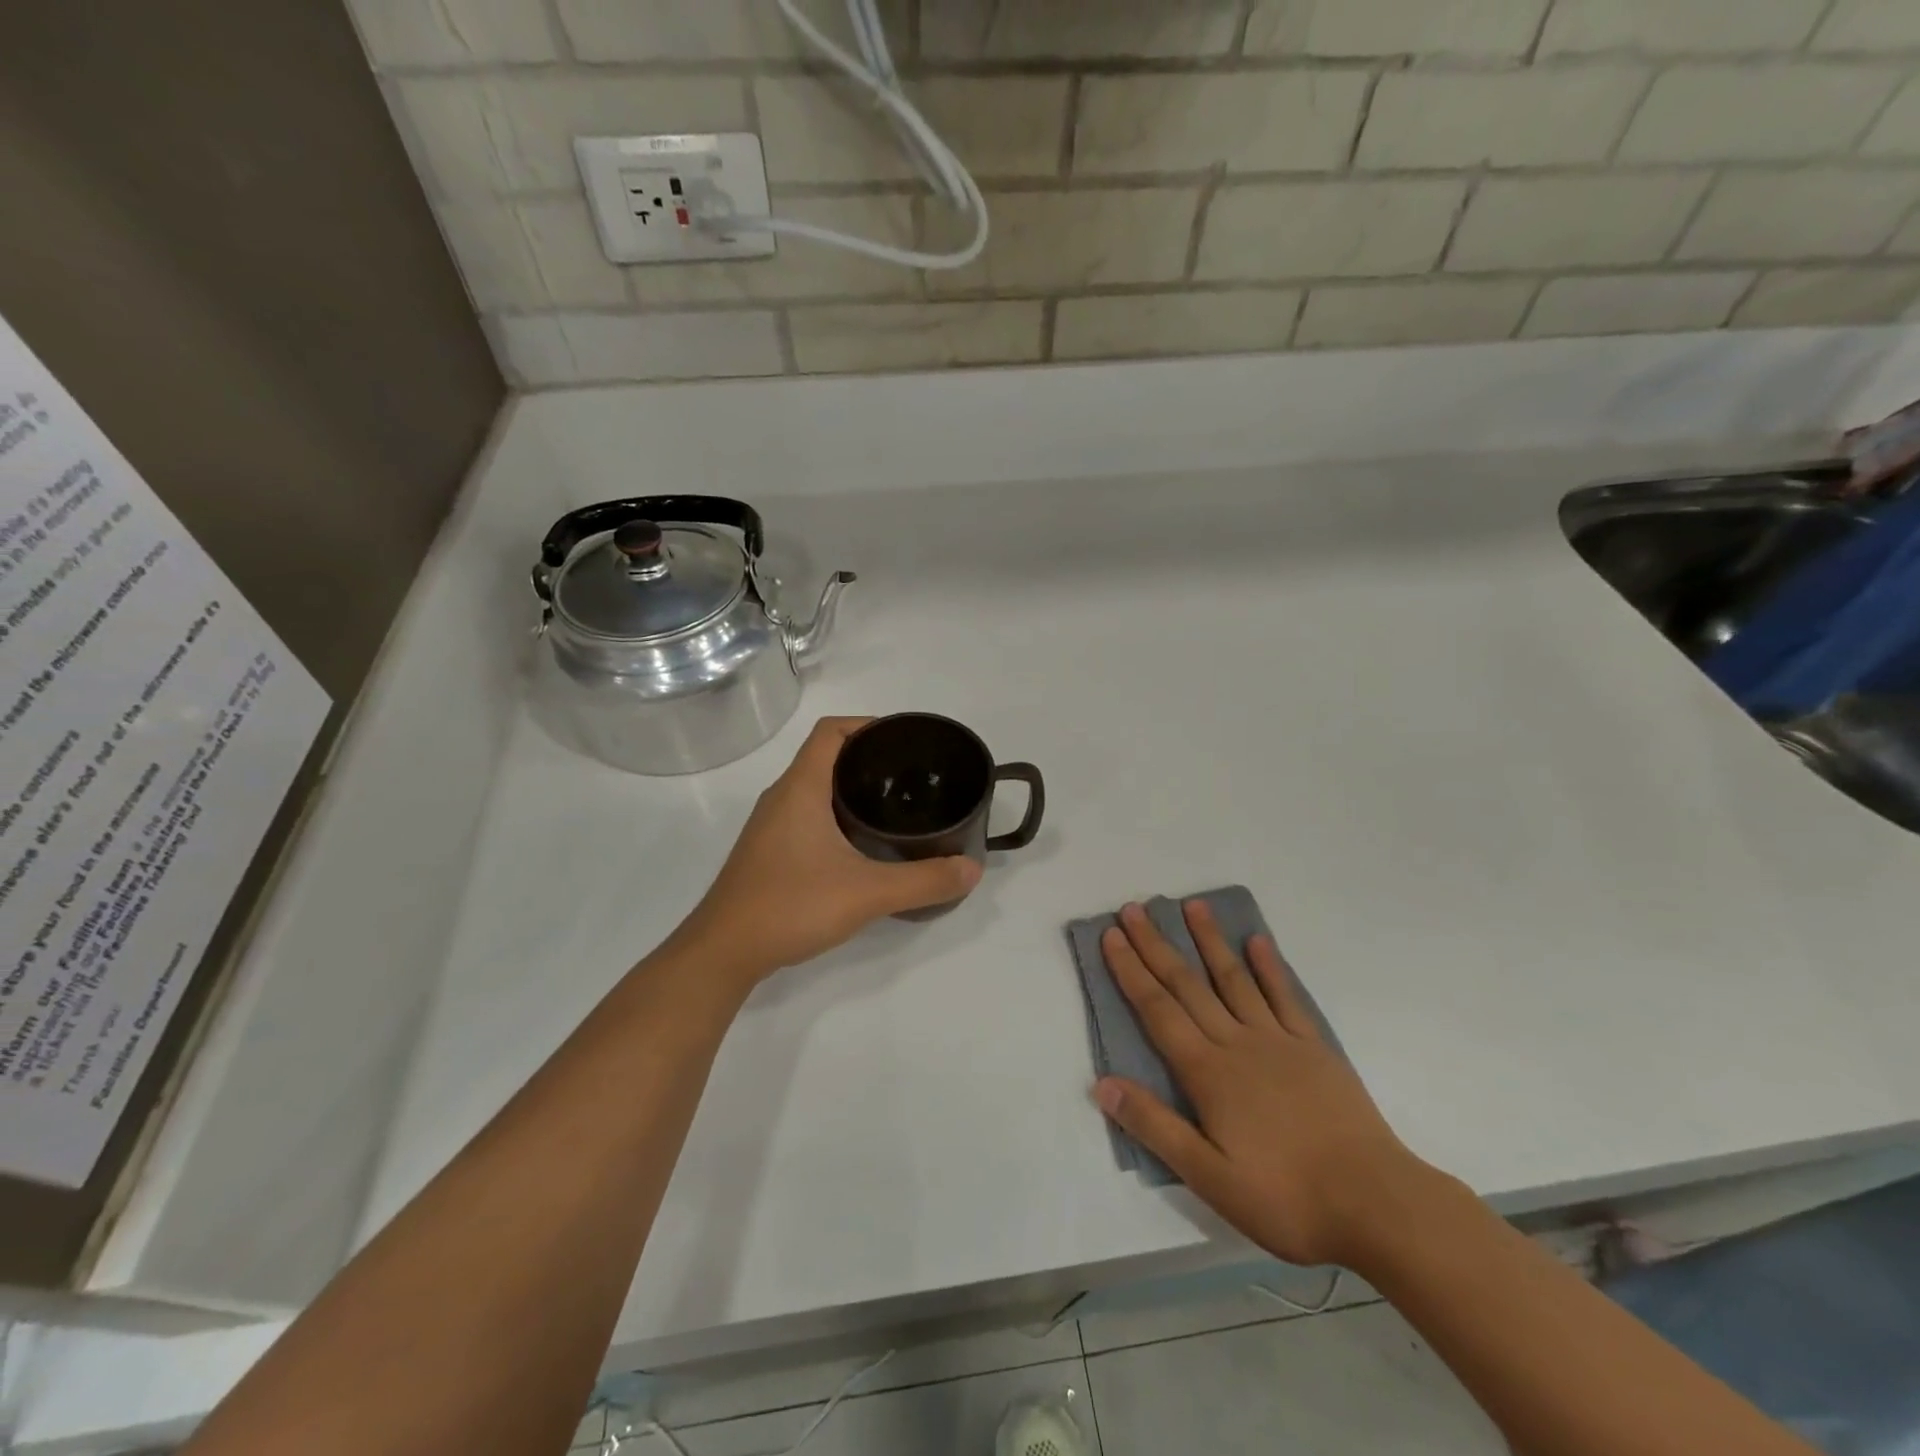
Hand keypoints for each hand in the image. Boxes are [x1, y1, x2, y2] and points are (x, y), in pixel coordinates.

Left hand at [677, 718, 980, 981]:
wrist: (724, 953)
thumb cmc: (790, 906)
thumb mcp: (867, 893)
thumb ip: (923, 881)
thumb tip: (972, 869)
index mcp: (800, 788)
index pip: (831, 731)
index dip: (867, 724)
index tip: (904, 741)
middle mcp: (781, 797)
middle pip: (825, 755)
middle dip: (868, 757)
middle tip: (911, 776)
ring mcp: (771, 826)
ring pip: (815, 787)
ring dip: (851, 787)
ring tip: (894, 804)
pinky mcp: (768, 851)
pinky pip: (807, 814)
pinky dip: (836, 813)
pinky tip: (861, 843)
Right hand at [1094, 901, 1432, 1269]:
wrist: (1377, 1204)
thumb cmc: (1286, 1198)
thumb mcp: (1209, 1177)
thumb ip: (1155, 1126)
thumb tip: (1102, 1082)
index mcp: (1207, 1072)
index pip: (1157, 1010)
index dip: (1131, 971)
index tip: (1111, 935)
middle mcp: (1237, 1043)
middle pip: (1187, 985)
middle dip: (1156, 945)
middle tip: (1134, 909)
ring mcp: (1278, 1041)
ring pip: (1234, 979)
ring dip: (1210, 941)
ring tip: (1192, 905)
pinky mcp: (1314, 1048)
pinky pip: (1286, 997)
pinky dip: (1270, 967)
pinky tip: (1258, 941)